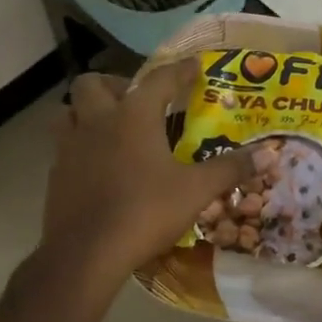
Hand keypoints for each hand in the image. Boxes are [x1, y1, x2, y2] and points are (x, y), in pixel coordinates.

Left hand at [42, 60, 254, 282]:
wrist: (85, 255)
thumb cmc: (144, 212)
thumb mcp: (197, 191)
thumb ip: (230, 169)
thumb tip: (266, 154)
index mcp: (133, 116)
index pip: (159, 79)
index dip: (180, 70)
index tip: (195, 66)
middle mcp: (97, 122)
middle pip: (93, 83)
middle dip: (116, 84)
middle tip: (138, 102)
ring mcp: (70, 147)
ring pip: (69, 111)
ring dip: (88, 111)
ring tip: (112, 128)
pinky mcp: (55, 175)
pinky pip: (64, 146)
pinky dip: (81, 145)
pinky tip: (99, 166)